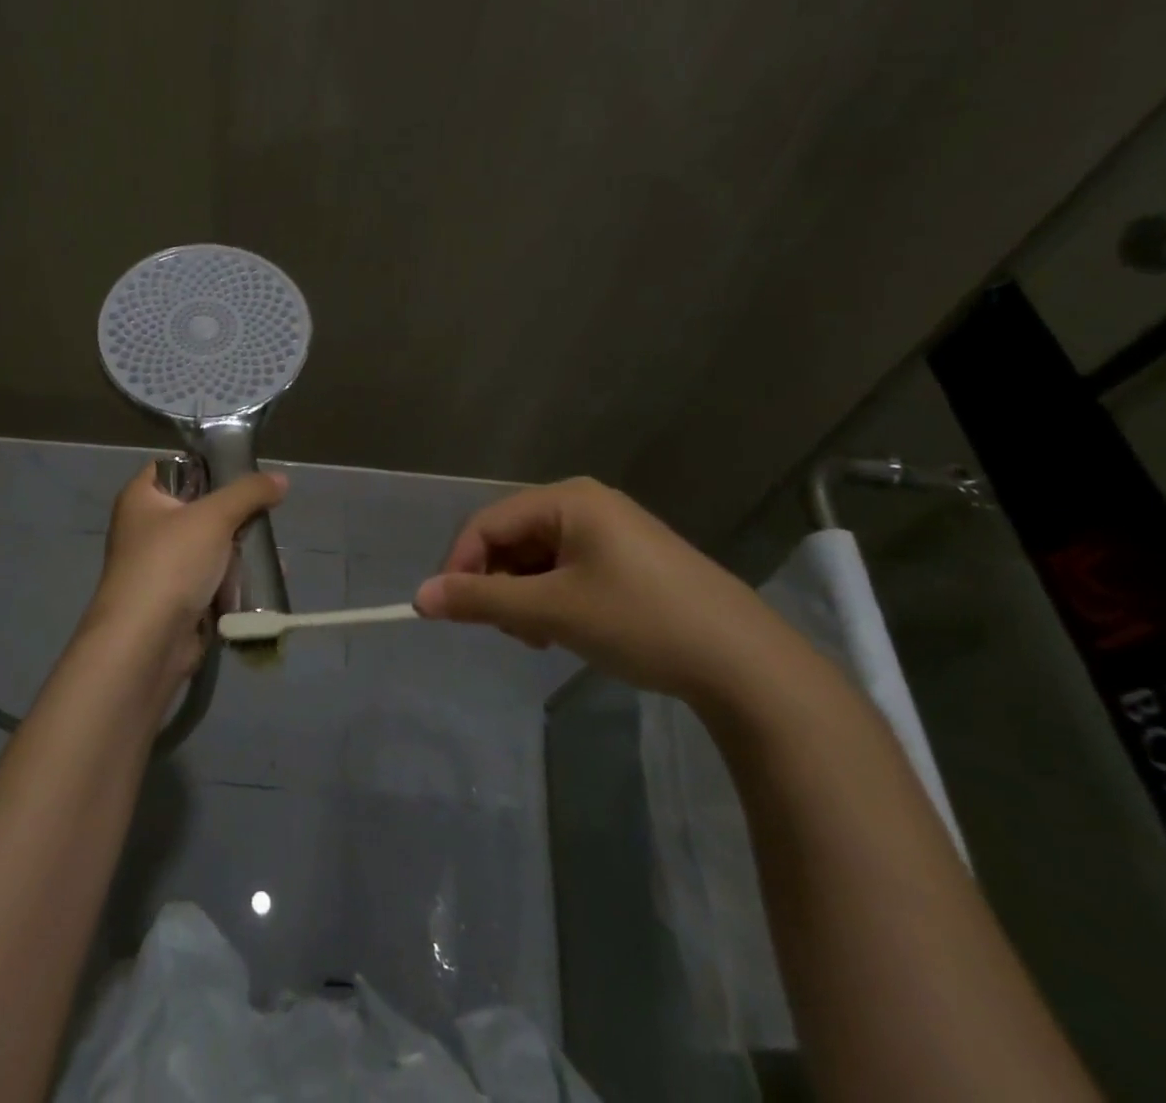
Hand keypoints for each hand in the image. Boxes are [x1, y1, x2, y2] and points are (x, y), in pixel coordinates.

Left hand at [81, 462, 287, 700]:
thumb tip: (280, 479)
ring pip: (211, 546)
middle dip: (236, 514)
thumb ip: (249, 492)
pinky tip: (266, 579)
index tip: (246, 472)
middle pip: (200, 507)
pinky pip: (213, 580)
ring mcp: (161, 566)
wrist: (146, 644)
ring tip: (271, 551)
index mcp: (141, 497)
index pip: (177, 466)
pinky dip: (236, 580)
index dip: (210, 465)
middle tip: (266, 515)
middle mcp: (147, 528)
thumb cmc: (171, 563)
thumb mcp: (214, 516)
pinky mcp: (177, 600)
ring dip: (241, 550)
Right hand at [414, 477, 800, 703]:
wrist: (746, 665)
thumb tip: (419, 598)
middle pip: (511, 539)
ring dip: (525, 598)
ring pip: (537, 559)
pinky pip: (566, 570)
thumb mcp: (552, 611)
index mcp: (567, 499)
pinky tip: (568, 630)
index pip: (487, 523)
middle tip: (513, 633)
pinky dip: (553, 599)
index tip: (447, 612)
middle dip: (499, 586)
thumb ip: (481, 601)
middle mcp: (585, 503)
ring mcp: (610, 531)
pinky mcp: (627, 560)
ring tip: (544, 637)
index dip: (459, 566)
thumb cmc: (640, 621)